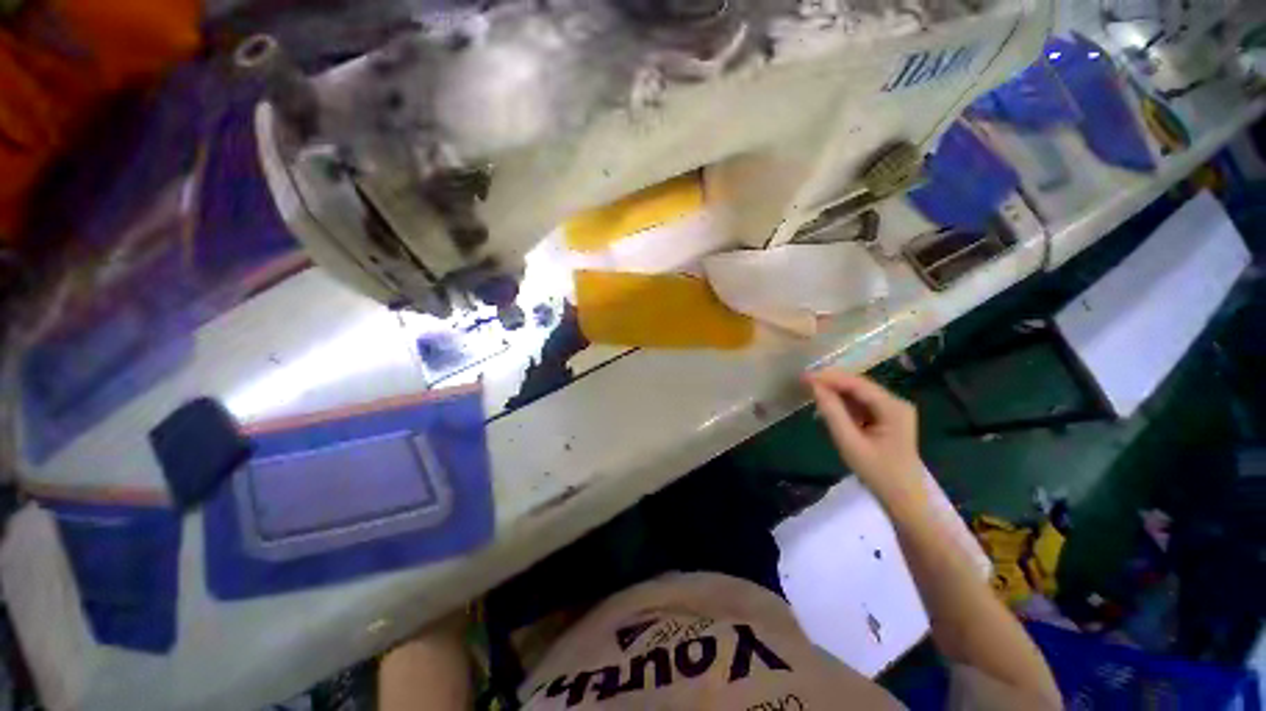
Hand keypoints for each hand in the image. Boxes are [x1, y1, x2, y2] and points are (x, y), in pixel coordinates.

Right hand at [803, 369, 926, 515]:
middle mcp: (896, 402)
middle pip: (859, 385)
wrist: (904, 499)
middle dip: (831, 382)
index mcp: (893, 407)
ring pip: (859, 393)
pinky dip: (843, 403)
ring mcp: (893, 410)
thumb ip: (832, 412)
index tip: (804, 376)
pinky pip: (861, 404)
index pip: (857, 384)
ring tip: (811, 391)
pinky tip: (828, 406)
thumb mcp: (850, 443)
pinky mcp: (887, 418)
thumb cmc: (878, 473)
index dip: (829, 378)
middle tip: (804, 381)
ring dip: (835, 392)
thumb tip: (815, 387)